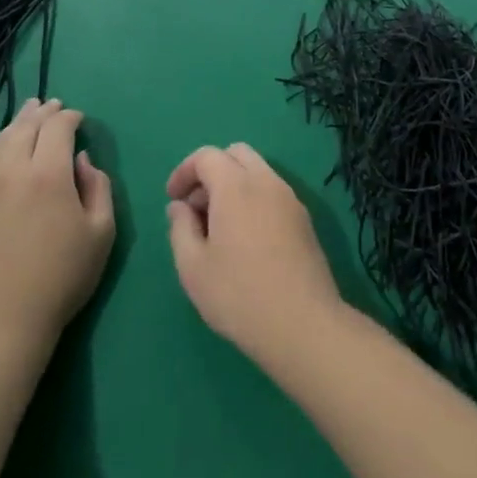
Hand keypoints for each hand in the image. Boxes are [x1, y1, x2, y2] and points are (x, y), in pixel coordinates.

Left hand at [0, 99, 114, 350]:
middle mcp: (10, 170)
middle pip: (25, 126)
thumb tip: (81, 159)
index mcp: (49, 174)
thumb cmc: (62, 278)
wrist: (0, 322)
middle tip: (53, 106)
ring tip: (26, 115)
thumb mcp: (102, 232)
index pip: (58, 127)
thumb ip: (98, 186)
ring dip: (15, 123)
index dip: (70, 117)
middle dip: (43, 112)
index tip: (78, 120)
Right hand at [166, 144, 345, 367]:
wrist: (302, 323)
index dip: (184, 171)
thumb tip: (179, 206)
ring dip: (234, 185)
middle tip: (196, 208)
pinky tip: (245, 239)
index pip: (207, 156)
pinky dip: (253, 199)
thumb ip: (180, 228)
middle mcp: (266, 182)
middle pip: (236, 154)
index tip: (172, 198)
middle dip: (211, 171)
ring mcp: (290, 199)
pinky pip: (273, 193)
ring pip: (258, 172)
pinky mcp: (304, 219)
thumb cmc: (239, 294)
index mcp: (236, 186)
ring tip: (218, 227)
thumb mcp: (193, 267)